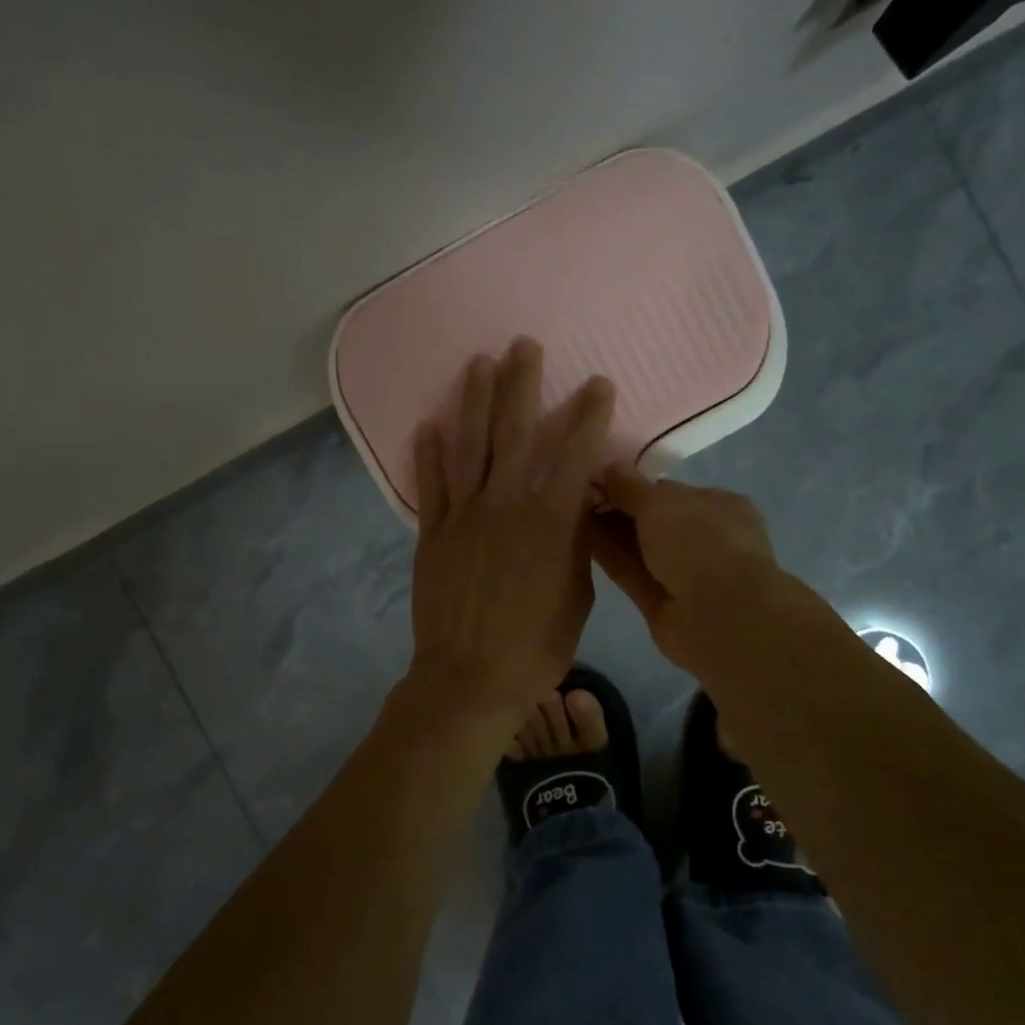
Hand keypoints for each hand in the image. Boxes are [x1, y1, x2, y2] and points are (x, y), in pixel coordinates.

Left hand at [408, 337, 615, 734]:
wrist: (470, 679)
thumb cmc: (536, 645)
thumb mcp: (578, 595)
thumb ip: (577, 543)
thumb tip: (577, 506)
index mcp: (549, 522)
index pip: (574, 455)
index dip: (588, 416)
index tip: (597, 383)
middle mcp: (504, 506)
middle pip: (514, 433)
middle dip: (521, 385)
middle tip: (523, 345)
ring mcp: (463, 517)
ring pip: (469, 447)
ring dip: (473, 402)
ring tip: (478, 363)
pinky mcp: (433, 534)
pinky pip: (430, 487)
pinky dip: (427, 455)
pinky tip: (427, 426)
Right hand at [588, 467, 782, 674]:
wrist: (720, 616)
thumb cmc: (700, 543)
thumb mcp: (660, 502)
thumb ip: (629, 485)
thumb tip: (607, 465)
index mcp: (718, 506)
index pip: (670, 491)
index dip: (634, 486)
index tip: (598, 480)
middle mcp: (704, 538)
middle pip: (652, 520)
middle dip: (618, 509)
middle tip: (577, 497)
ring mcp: (684, 573)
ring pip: (639, 548)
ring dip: (609, 533)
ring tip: (569, 514)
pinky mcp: (661, 602)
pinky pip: (631, 573)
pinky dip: (608, 557)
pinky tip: (578, 540)